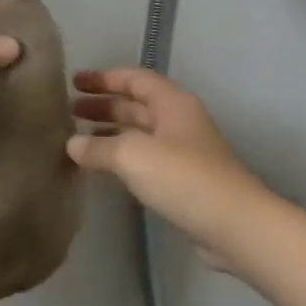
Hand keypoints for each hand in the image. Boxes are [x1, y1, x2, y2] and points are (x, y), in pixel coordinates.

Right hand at [68, 69, 270, 257]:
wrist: (235, 226)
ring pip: (139, 134)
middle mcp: (178, 122)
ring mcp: (182, 153)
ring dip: (110, 133)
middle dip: (104, 106)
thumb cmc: (183, 178)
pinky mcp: (183, 182)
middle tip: (70, 111)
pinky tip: (101, 169)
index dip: (104, 78)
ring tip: (77, 140)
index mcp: (172, 104)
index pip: (135, 79)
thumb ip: (99, 148)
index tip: (75, 83)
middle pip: (136, 106)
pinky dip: (121, 159)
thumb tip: (72, 145)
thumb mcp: (133, 155)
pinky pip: (145, 160)